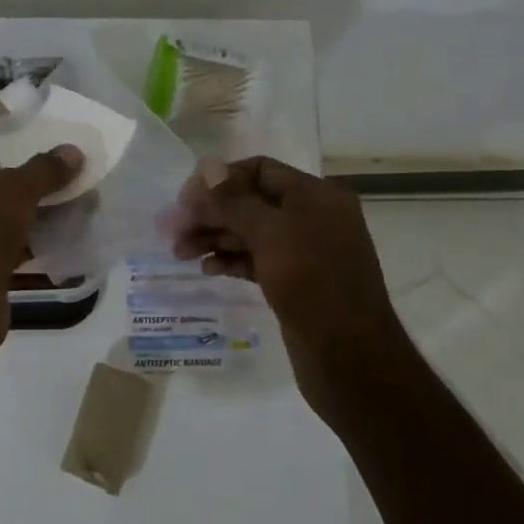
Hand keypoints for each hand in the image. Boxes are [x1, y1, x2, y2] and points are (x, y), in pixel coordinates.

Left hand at [0, 137, 84, 347]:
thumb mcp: (17, 190)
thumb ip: (45, 170)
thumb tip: (74, 151)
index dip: (12, 143)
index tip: (47, 143)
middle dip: (27, 181)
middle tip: (65, 173)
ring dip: (29, 213)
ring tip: (70, 203)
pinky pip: (3, 245)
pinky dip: (27, 242)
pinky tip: (58, 237)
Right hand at [170, 156, 404, 363]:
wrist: (350, 357)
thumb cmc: (313, 285)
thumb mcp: (270, 234)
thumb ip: (235, 201)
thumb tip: (206, 166)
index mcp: (315, 196)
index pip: (258, 170)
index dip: (219, 180)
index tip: (184, 202)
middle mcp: (311, 217)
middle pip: (250, 201)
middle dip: (210, 212)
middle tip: (172, 231)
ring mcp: (304, 251)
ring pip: (250, 232)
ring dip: (214, 237)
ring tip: (180, 253)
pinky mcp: (295, 281)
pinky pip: (256, 259)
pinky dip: (230, 260)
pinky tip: (206, 268)